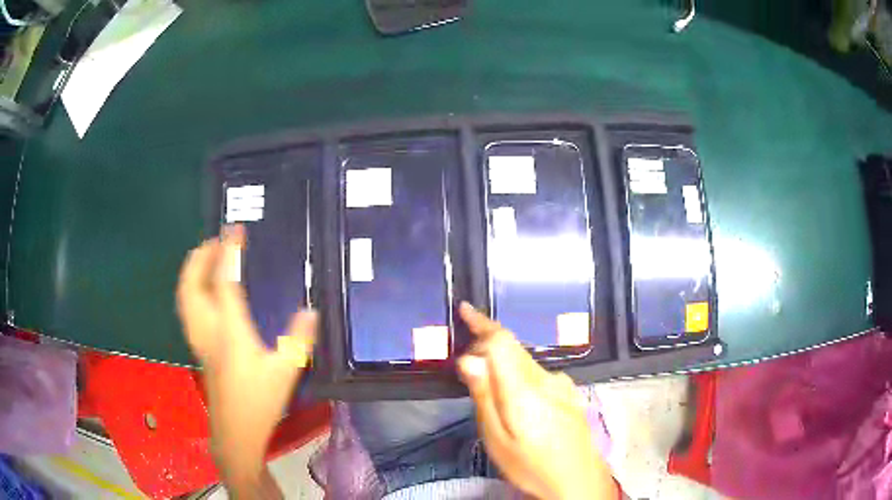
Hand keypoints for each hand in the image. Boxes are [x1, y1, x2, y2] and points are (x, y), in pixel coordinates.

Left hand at [176, 226, 316, 493]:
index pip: (224, 282)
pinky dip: (191, 289)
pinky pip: (188, 308)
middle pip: (193, 284)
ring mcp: (199, 339)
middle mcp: (209, 330)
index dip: (229, 253)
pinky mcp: (198, 348)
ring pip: (185, 296)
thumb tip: (310, 311)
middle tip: (215, 240)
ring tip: (205, 258)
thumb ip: (299, 339)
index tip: (235, 230)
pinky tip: (202, 292)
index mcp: (231, 331)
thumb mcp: (286, 372)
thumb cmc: (260, 403)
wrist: (235, 432)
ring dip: (192, 271)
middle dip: (201, 257)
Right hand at [457, 303, 615, 499]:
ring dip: (502, 361)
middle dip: (487, 342)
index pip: (502, 342)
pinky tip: (514, 396)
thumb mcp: (497, 439)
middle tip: (465, 354)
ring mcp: (562, 384)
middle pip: (513, 348)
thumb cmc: (531, 466)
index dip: (482, 323)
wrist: (578, 480)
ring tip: (485, 381)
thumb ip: (484, 397)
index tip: (465, 310)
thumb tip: (468, 359)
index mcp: (525, 389)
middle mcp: (546, 379)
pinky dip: (518, 372)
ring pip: (525, 360)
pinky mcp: (568, 392)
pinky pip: (537, 372)